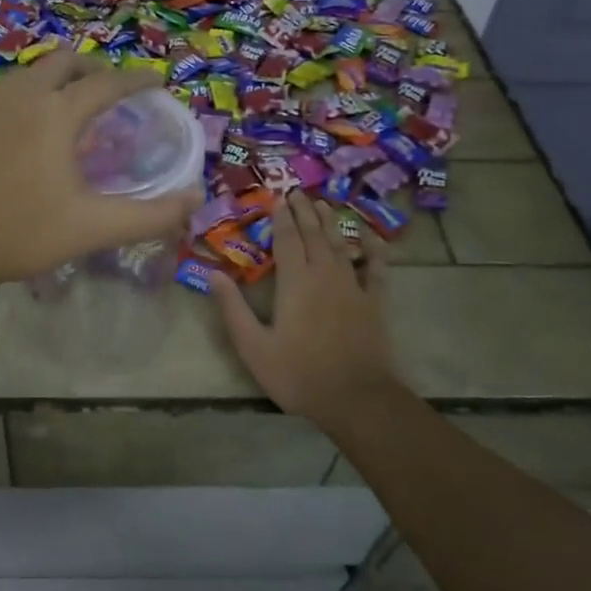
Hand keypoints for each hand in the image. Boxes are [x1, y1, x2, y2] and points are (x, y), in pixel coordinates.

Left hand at [0, 49, 202, 294]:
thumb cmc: (20, 234)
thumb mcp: (92, 228)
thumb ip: (150, 214)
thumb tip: (196, 198)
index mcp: (56, 112)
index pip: (107, 83)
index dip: (137, 79)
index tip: (157, 80)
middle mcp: (23, 96)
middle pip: (65, 62)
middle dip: (95, 69)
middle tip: (116, 93)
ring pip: (33, 72)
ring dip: (61, 79)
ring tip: (78, 107)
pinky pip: (12, 90)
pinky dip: (35, 93)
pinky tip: (36, 128)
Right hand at [211, 192, 403, 433]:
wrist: (356, 397)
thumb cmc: (298, 373)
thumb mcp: (253, 346)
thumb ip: (233, 309)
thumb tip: (214, 273)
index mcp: (295, 282)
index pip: (287, 239)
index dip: (281, 217)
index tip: (278, 197)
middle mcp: (325, 274)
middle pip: (314, 234)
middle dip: (304, 212)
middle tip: (297, 192)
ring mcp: (353, 286)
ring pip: (341, 244)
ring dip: (331, 222)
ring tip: (323, 204)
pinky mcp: (375, 302)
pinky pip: (376, 269)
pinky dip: (373, 251)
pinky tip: (371, 238)